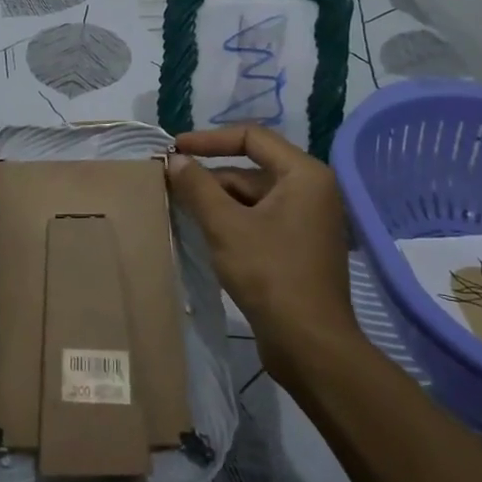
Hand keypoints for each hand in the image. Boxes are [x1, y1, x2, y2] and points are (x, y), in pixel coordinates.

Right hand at [167, 126, 358, 374]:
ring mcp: (307, 220)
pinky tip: (203, 233)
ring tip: (179, 210)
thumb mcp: (225, 225)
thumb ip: (197, 186)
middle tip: (169, 185)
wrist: (309, 343)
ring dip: (217, 201)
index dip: (209, 139)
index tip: (175, 150)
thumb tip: (175, 159)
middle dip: (210, 176)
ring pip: (253, 197)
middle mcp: (311, 190)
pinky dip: (232, 221)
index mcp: (304, 175)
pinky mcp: (299, 247)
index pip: (252, 137)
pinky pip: (260, 219)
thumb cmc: (270, 274)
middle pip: (251, 169)